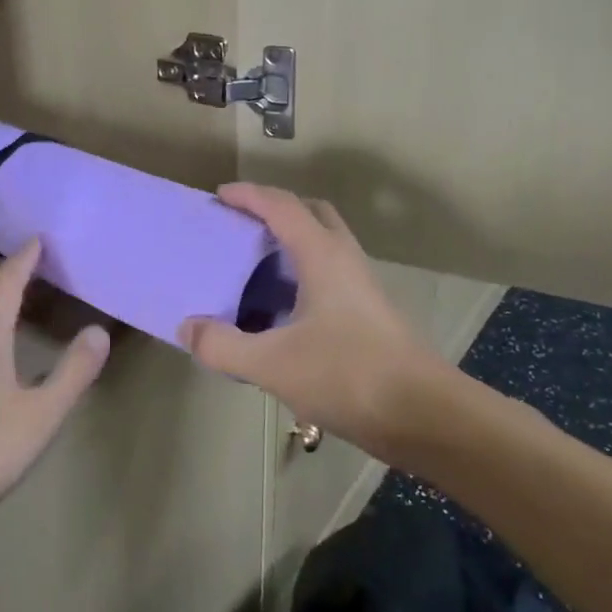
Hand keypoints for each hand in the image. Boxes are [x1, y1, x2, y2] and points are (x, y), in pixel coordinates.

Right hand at [179, 184, 447, 455]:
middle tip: (241, 225)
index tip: (219, 195)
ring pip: (323, 246)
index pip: (282, 207)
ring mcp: (361, 287)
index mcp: (322, 256)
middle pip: (311, 214)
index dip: (249, 195)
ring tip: (252, 266)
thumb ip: (223, 345)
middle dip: (275, 210)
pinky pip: (328, 276)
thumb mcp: (272, 363)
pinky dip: (300, 277)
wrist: (423, 416)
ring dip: (290, 244)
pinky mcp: (368, 314)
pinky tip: (278, 311)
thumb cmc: (348, 376)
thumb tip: (188, 326)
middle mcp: (345, 260)